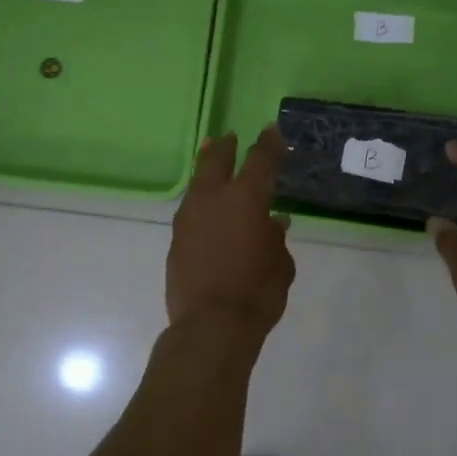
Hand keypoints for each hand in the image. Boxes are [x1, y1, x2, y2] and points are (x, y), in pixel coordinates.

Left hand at [167, 128, 295, 335]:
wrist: (210, 324)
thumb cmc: (257, 292)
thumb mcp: (281, 265)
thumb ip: (276, 239)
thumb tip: (274, 223)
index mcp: (247, 198)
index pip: (260, 159)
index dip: (269, 143)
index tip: (272, 131)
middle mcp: (214, 198)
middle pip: (217, 160)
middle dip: (225, 146)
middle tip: (229, 137)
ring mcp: (189, 217)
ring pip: (197, 182)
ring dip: (206, 168)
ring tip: (210, 158)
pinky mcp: (175, 238)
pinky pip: (190, 209)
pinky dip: (200, 201)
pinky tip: (205, 206)